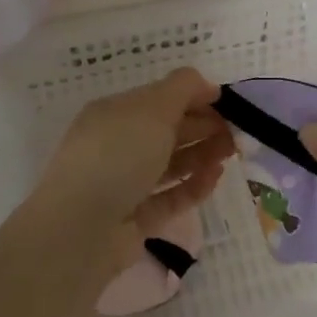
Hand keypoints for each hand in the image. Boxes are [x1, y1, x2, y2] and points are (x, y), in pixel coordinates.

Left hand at [39, 67, 235, 274]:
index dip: (194, 98)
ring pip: (170, 164)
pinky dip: (193, 186)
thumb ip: (184, 88)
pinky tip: (216, 178)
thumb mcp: (153, 107)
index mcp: (115, 114)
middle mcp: (117, 146)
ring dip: (202, 155)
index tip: (227, 103)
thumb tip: (207, 85)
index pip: (160, 99)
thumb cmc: (117, 155)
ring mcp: (124, 185)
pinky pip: (169, 197)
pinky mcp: (134, 220)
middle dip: (203, 127)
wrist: (79, 231)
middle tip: (237, 132)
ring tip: (232, 153)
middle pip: (167, 131)